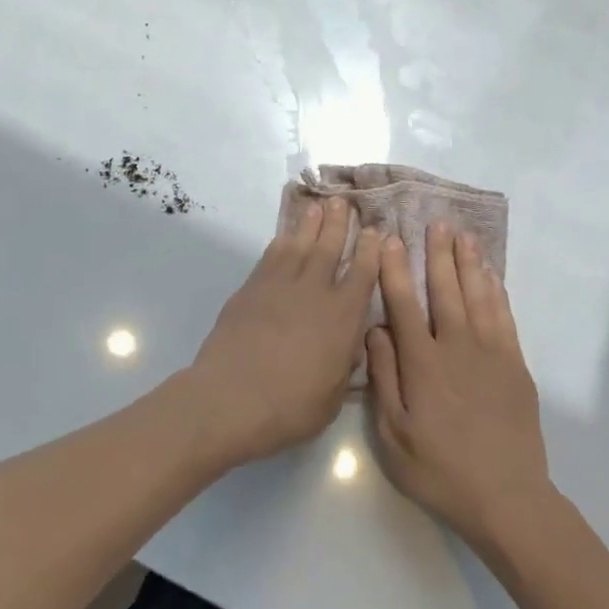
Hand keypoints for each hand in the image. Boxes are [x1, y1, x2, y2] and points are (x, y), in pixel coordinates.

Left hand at [187, 199, 380, 467]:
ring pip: (300, 244)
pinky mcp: (252, 288)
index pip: (363, 273)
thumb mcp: (333, 396)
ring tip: (319, 206)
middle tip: (344, 201)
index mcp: (343, 317)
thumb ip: (345, 364)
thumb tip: (350, 344)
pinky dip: (282, 241)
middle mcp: (316, 291)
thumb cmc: (290, 407)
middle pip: (330, 247)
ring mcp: (281, 285)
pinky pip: (272, 256)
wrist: (232, 398)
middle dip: (340, 223)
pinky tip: (286, 236)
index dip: (371, 250)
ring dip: (311, 224)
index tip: (375, 231)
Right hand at [367, 224, 552, 549]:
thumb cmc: (440, 470)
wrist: (506, 498)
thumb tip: (375, 330)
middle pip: (445, 289)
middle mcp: (456, 347)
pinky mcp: (515, 364)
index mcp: (422, 363)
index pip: (404, 304)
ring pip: (477, 295)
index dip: (395, 269)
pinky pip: (504, 317)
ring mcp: (490, 353)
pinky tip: (491, 275)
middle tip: (434, 222)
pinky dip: (496, 291)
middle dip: (437, 253)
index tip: (390, 240)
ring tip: (463, 235)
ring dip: (468, 263)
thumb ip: (384, 377)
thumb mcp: (394, 434)